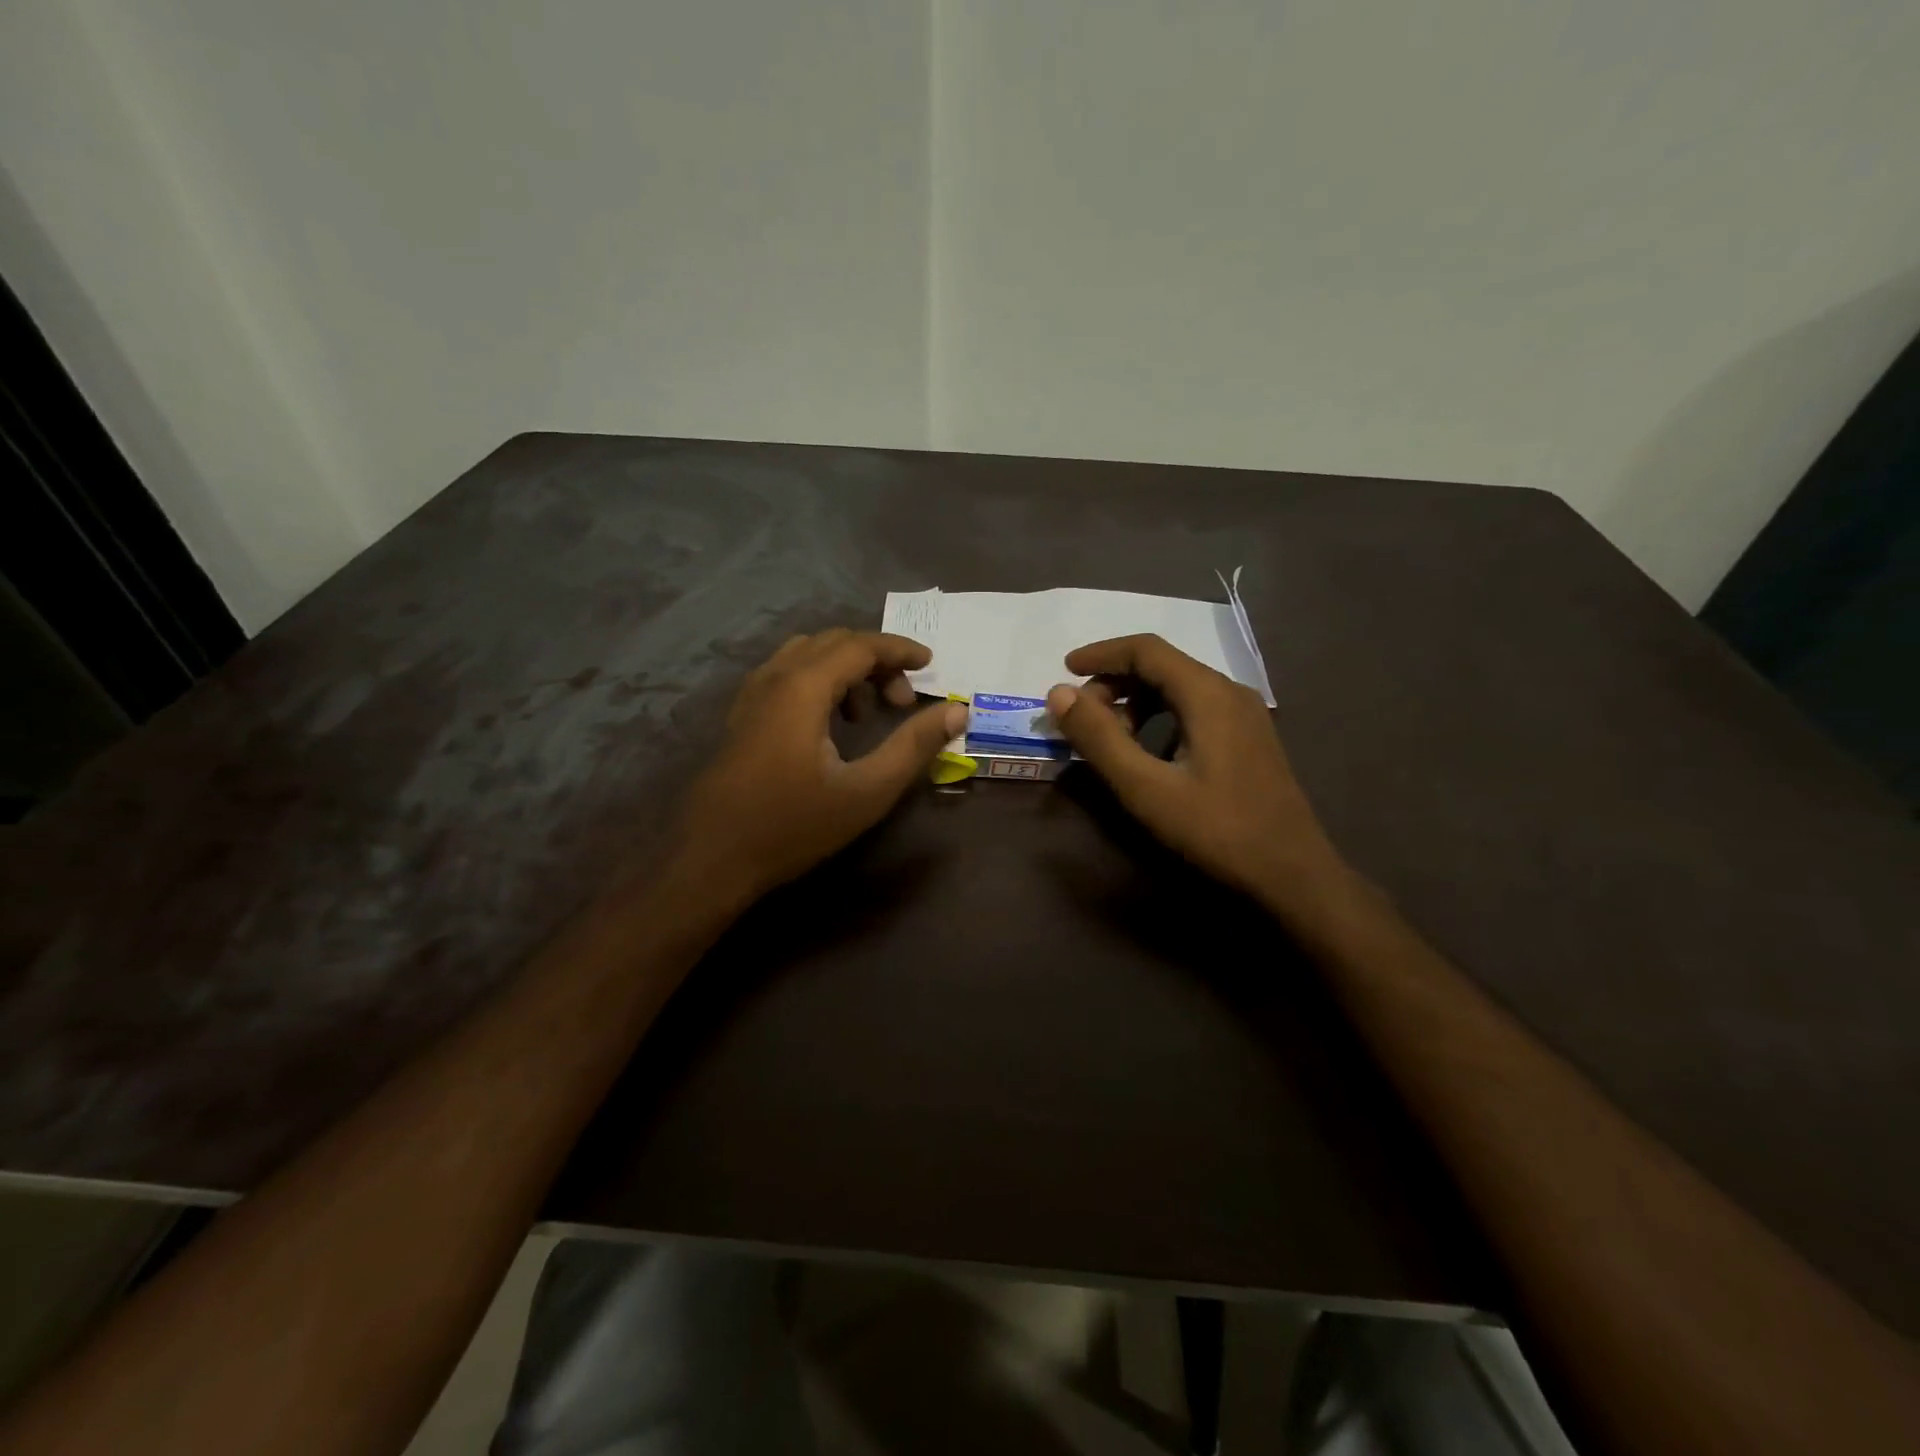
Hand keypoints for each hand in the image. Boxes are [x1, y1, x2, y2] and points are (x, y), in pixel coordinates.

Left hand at [671, 630, 965, 901]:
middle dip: (876, 660)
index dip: (900, 649)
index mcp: (803, 687)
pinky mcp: (742, 715)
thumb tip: (956, 711)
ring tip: (868, 714)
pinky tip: (829, 725)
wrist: (711, 858)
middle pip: (833, 642)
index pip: (860, 645)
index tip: (931, 663)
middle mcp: (774, 678)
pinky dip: (820, 681)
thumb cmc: (793, 825)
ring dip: (846, 669)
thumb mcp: (866, 791)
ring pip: (807, 656)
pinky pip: (787, 674)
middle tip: (904, 700)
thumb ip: (913, 746)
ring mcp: (751, 695)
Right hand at [1045, 635, 1345, 908]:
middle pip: (1162, 665)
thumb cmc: (1217, 830)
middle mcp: (1229, 691)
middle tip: (1082, 718)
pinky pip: (1194, 708)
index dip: (1100, 654)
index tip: (1064, 669)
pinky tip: (1149, 752)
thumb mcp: (1146, 788)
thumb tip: (1059, 694)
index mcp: (1208, 694)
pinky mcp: (1248, 737)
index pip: (1145, 649)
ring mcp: (1245, 714)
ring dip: (1136, 701)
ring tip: (1111, 738)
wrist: (1293, 874)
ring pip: (1178, 687)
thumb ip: (1100, 739)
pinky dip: (1160, 716)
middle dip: (1115, 682)